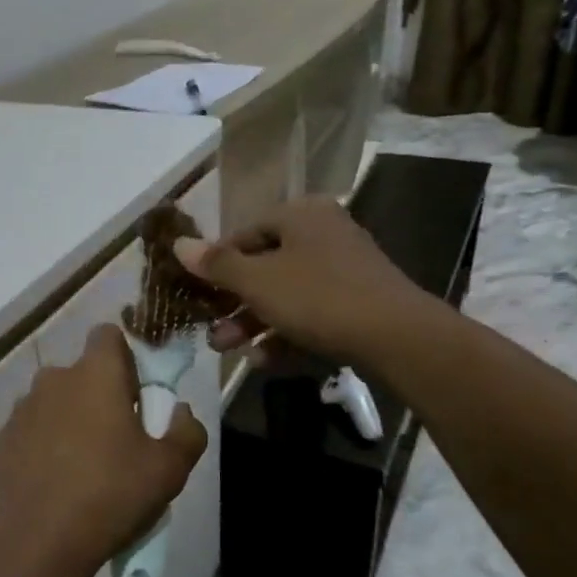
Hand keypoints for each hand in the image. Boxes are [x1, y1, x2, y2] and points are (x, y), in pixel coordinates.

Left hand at [0, 324, 206, 576]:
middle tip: (117, 438)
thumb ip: (187, 430)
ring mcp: (23, 407)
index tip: (135, 394)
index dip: (125, 358)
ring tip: (84, 464)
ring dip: (71, 418)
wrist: (39, 540)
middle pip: (83, 372)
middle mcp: (54, 378)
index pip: (108, 335)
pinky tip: (56, 479)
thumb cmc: (111, 494)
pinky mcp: (4, 437)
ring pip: (56, 400)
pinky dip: (45, 441)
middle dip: (99, 394)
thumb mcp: (169, 469)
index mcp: (95, 373)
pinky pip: (33, 427)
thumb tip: (180, 411)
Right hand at [171, 196, 438, 366]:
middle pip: (264, 267)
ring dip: (253, 323)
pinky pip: (311, 313)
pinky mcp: (358, 302)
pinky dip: (286, 333)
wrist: (399, 337)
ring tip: (229, 350)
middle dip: (233, 303)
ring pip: (285, 294)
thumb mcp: (257, 281)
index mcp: (300, 215)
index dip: (216, 264)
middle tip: (211, 331)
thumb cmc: (318, 297)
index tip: (198, 293)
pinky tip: (265, 360)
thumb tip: (178, 244)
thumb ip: (216, 264)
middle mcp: (323, 233)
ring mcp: (344, 269)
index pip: (244, 234)